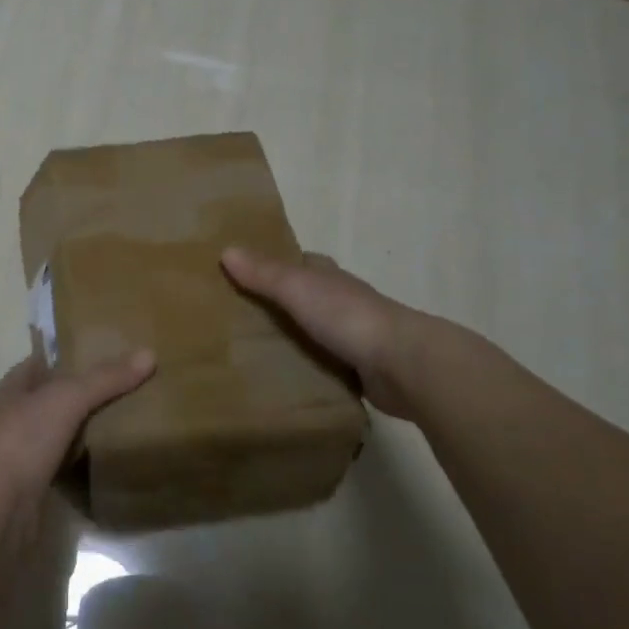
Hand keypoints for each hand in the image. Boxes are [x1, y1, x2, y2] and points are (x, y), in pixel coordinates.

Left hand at [0, 351, 155, 516]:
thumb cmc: (23, 441)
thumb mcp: (66, 399)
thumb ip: (104, 379)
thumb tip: (148, 354)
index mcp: (10, 390)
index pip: (41, 362)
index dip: (69, 356)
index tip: (105, 354)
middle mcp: (11, 418)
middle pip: (51, 398)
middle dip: (82, 394)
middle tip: (124, 388)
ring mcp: (19, 454)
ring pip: (57, 432)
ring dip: (82, 429)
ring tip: (122, 421)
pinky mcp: (30, 486)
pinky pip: (61, 464)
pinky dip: (80, 461)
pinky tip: (105, 459)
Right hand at [221, 247, 420, 418]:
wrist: (402, 365)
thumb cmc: (347, 316)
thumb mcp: (297, 287)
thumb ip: (263, 273)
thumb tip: (226, 250)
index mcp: (329, 277)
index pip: (302, 262)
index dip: (276, 263)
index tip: (245, 271)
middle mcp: (342, 302)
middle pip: (305, 297)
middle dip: (279, 303)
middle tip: (238, 315)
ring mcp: (352, 337)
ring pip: (313, 332)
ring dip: (292, 337)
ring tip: (250, 350)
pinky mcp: (358, 370)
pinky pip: (323, 365)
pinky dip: (306, 368)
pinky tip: (281, 378)